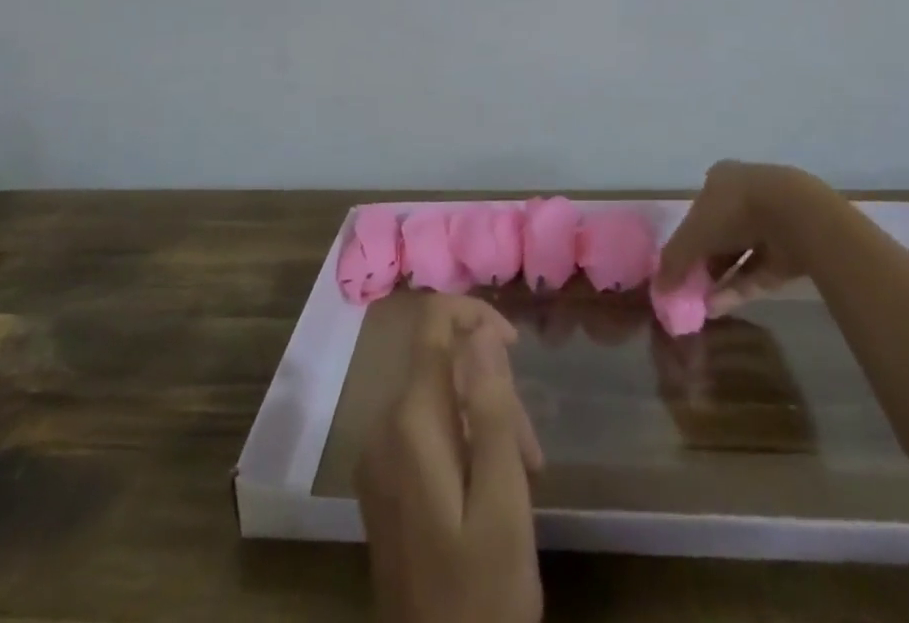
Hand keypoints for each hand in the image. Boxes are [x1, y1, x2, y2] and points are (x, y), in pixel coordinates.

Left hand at [356, 295, 544, 622]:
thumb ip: (492, 406)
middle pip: (442, 363)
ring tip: (521, 477)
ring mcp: (378, 456)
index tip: (517, 349)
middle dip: (492, 387)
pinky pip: (425, 429)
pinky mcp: (383, 482)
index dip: (476, 315)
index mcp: (409, 421)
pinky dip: (463, 439)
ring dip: (483, 418)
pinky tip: (489, 485)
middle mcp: (383, 426)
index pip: (432, 323)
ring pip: (438, 396)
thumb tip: (480, 327)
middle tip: (531, 452)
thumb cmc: (482, 592)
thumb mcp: (503, 499)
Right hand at [654, 160, 817, 316]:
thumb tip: (658, 287)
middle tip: (690, 288)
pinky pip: (760, 270)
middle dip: (705, 260)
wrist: (796, 215)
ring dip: (721, 278)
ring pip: (741, 253)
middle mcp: (746, 195)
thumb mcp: (693, 234)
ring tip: (702, 305)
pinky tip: (719, 307)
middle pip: (720, 232)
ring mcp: (772, 221)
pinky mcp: (791, 248)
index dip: (687, 236)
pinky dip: (740, 287)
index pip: (699, 208)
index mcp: (721, 179)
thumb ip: (674, 260)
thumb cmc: (734, 210)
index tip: (679, 263)